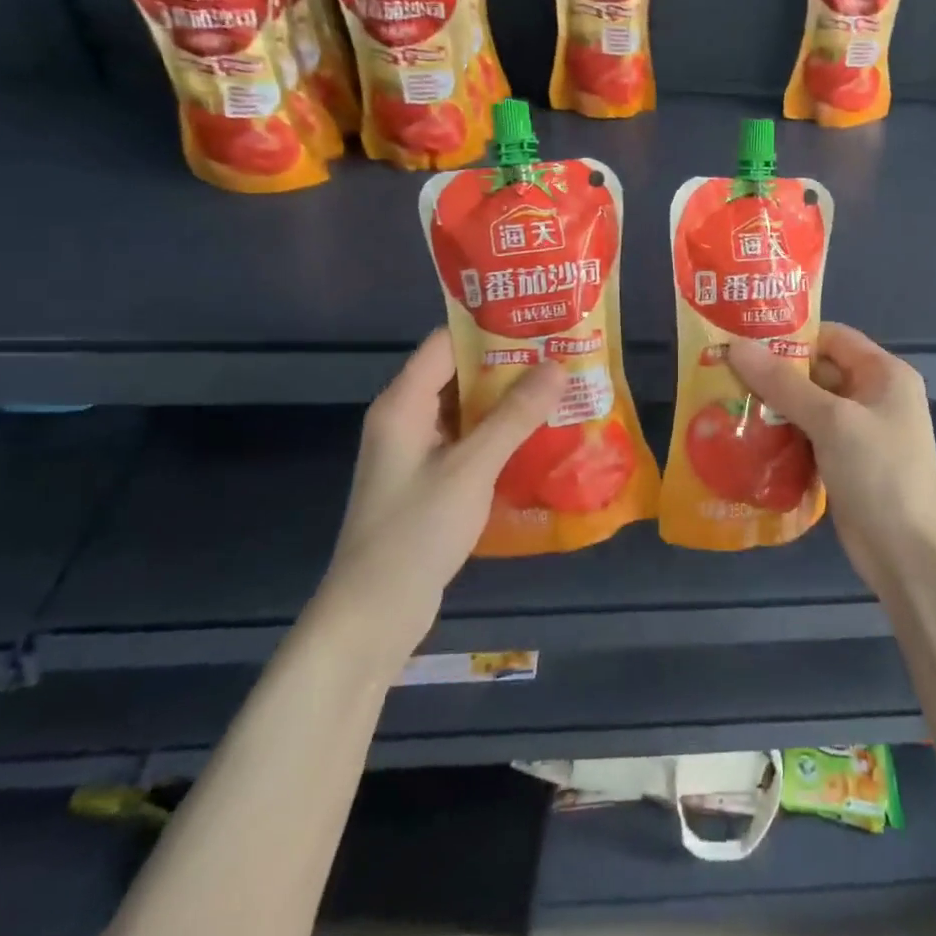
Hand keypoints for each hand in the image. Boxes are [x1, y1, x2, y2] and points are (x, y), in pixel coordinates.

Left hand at [320, 330, 565, 627]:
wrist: (374, 614)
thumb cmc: (416, 532)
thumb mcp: (471, 468)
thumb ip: (514, 416)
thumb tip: (557, 365)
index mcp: (403, 404)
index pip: (445, 343)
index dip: (490, 328)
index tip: (539, 321)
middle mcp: (406, 419)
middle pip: (459, 374)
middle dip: (509, 365)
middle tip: (562, 355)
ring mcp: (416, 452)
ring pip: (467, 410)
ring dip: (508, 402)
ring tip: (560, 389)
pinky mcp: (429, 481)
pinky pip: (468, 442)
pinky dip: (499, 434)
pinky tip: (539, 437)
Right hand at [728, 323, 935, 596]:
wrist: (908, 554)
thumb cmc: (879, 474)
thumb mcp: (831, 421)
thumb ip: (783, 383)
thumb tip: (736, 346)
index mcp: (884, 373)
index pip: (832, 337)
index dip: (790, 336)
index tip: (743, 340)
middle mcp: (873, 395)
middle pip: (817, 371)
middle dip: (773, 373)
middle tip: (724, 373)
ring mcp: (859, 431)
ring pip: (809, 406)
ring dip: (773, 406)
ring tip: (725, 402)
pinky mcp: (845, 462)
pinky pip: (808, 436)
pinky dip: (781, 435)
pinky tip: (746, 438)